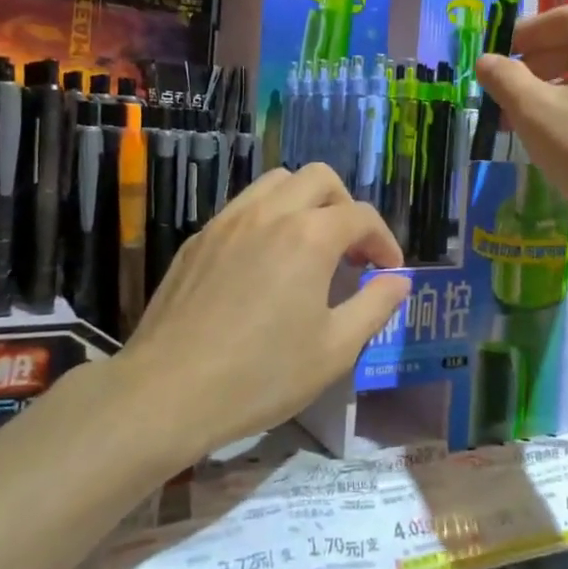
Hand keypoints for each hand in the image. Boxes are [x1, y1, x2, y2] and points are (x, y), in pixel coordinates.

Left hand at [119, 164, 411, 464]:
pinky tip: (264, 263)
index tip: (388, 271)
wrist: (169, 391)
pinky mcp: (198, 239)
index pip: (361, 216)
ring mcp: (227, 221)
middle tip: (351, 250)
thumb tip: (398, 280)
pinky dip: (267, 218)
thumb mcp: (334, 350)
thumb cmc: (261, 375)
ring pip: (275, 182)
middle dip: (345, 205)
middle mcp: (269, 213)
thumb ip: (374, 306)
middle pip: (319, 178)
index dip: (384, 240)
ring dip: (304, 202)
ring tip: (309, 246)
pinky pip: (242, 207)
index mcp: (309, 236)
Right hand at [474, 6, 567, 234]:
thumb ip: (506, 79)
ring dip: (559, 86)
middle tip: (509, 86)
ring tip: (530, 115)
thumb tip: (486, 60)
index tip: (501, 53)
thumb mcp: (536, 113)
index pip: (565, 17)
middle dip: (541, 61)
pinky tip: (565, 136)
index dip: (528, 32)